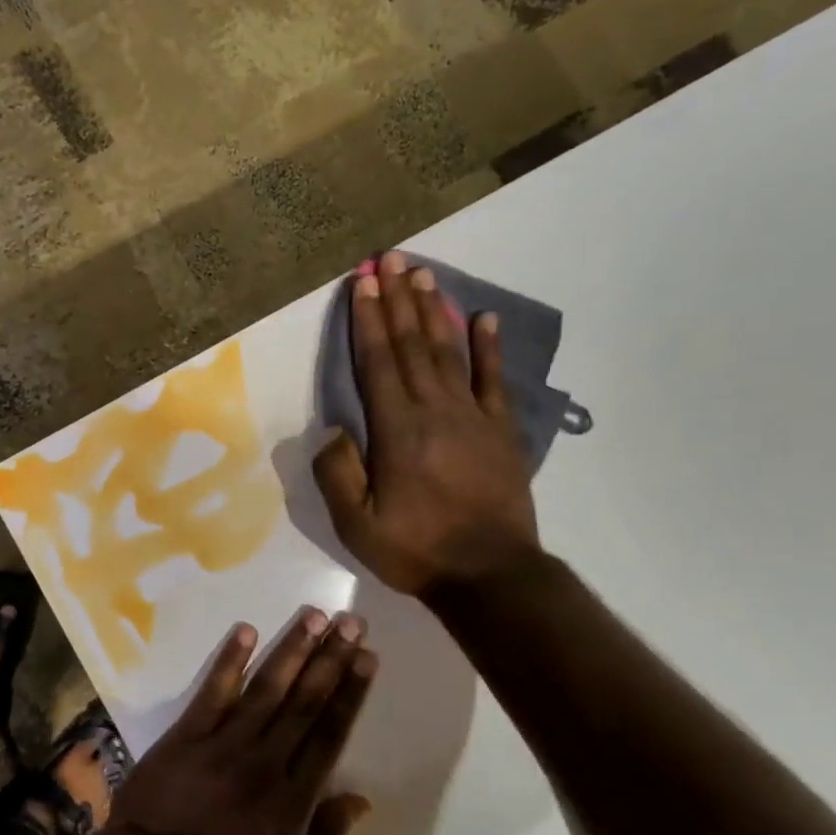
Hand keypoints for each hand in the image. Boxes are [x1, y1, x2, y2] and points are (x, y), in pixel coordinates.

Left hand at [102, 610, 376, 834]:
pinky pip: (213, 691)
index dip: (351, 693)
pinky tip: (246, 630)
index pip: (330, 734)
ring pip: (266, 688)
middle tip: (351, 622)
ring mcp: (223, 744)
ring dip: (291, 649)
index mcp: (294, 801)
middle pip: (305, 702)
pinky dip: (230, 660)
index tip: (367, 658)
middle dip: (331, 659)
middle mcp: (265, 762)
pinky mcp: (186, 735)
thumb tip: (360, 800)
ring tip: (313, 616)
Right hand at [313, 252, 540, 595]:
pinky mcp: (500, 430)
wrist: (491, 575)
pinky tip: (483, 318)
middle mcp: (434, 410)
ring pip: (448, 351)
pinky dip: (488, 347)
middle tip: (391, 259)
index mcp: (396, 429)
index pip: (377, 362)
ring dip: (433, 311)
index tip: (363, 282)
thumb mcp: (356, 524)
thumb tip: (334, 429)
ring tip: (423, 275)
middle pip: (411, 344)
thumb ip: (337, 473)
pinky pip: (493, 380)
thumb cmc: (416, 549)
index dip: (367, 320)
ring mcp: (472, 416)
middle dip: (397, 300)